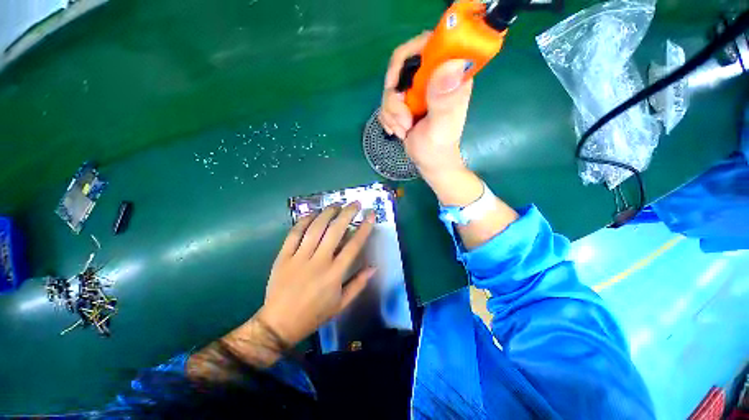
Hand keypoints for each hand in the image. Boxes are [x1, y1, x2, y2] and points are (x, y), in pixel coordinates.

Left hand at [259, 202, 375, 346]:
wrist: (279, 324)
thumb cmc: (314, 314)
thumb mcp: (341, 304)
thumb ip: (359, 284)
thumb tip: (374, 267)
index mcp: (335, 273)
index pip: (354, 245)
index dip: (364, 228)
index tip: (370, 215)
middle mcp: (319, 261)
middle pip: (335, 231)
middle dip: (347, 214)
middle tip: (355, 203)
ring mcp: (299, 257)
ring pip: (315, 228)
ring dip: (327, 213)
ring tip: (336, 204)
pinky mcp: (284, 256)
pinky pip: (294, 234)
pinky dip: (304, 221)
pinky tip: (312, 214)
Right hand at [379, 32, 473, 177]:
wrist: (429, 162)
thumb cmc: (438, 147)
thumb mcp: (441, 126)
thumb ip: (444, 100)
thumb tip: (450, 64)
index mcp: (449, 76)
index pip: (427, 44)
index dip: (406, 57)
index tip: (396, 84)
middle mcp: (432, 78)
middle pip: (401, 67)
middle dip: (395, 98)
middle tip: (403, 120)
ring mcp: (417, 91)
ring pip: (390, 89)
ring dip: (392, 113)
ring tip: (404, 130)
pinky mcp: (405, 102)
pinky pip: (386, 103)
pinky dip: (388, 119)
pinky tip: (399, 131)